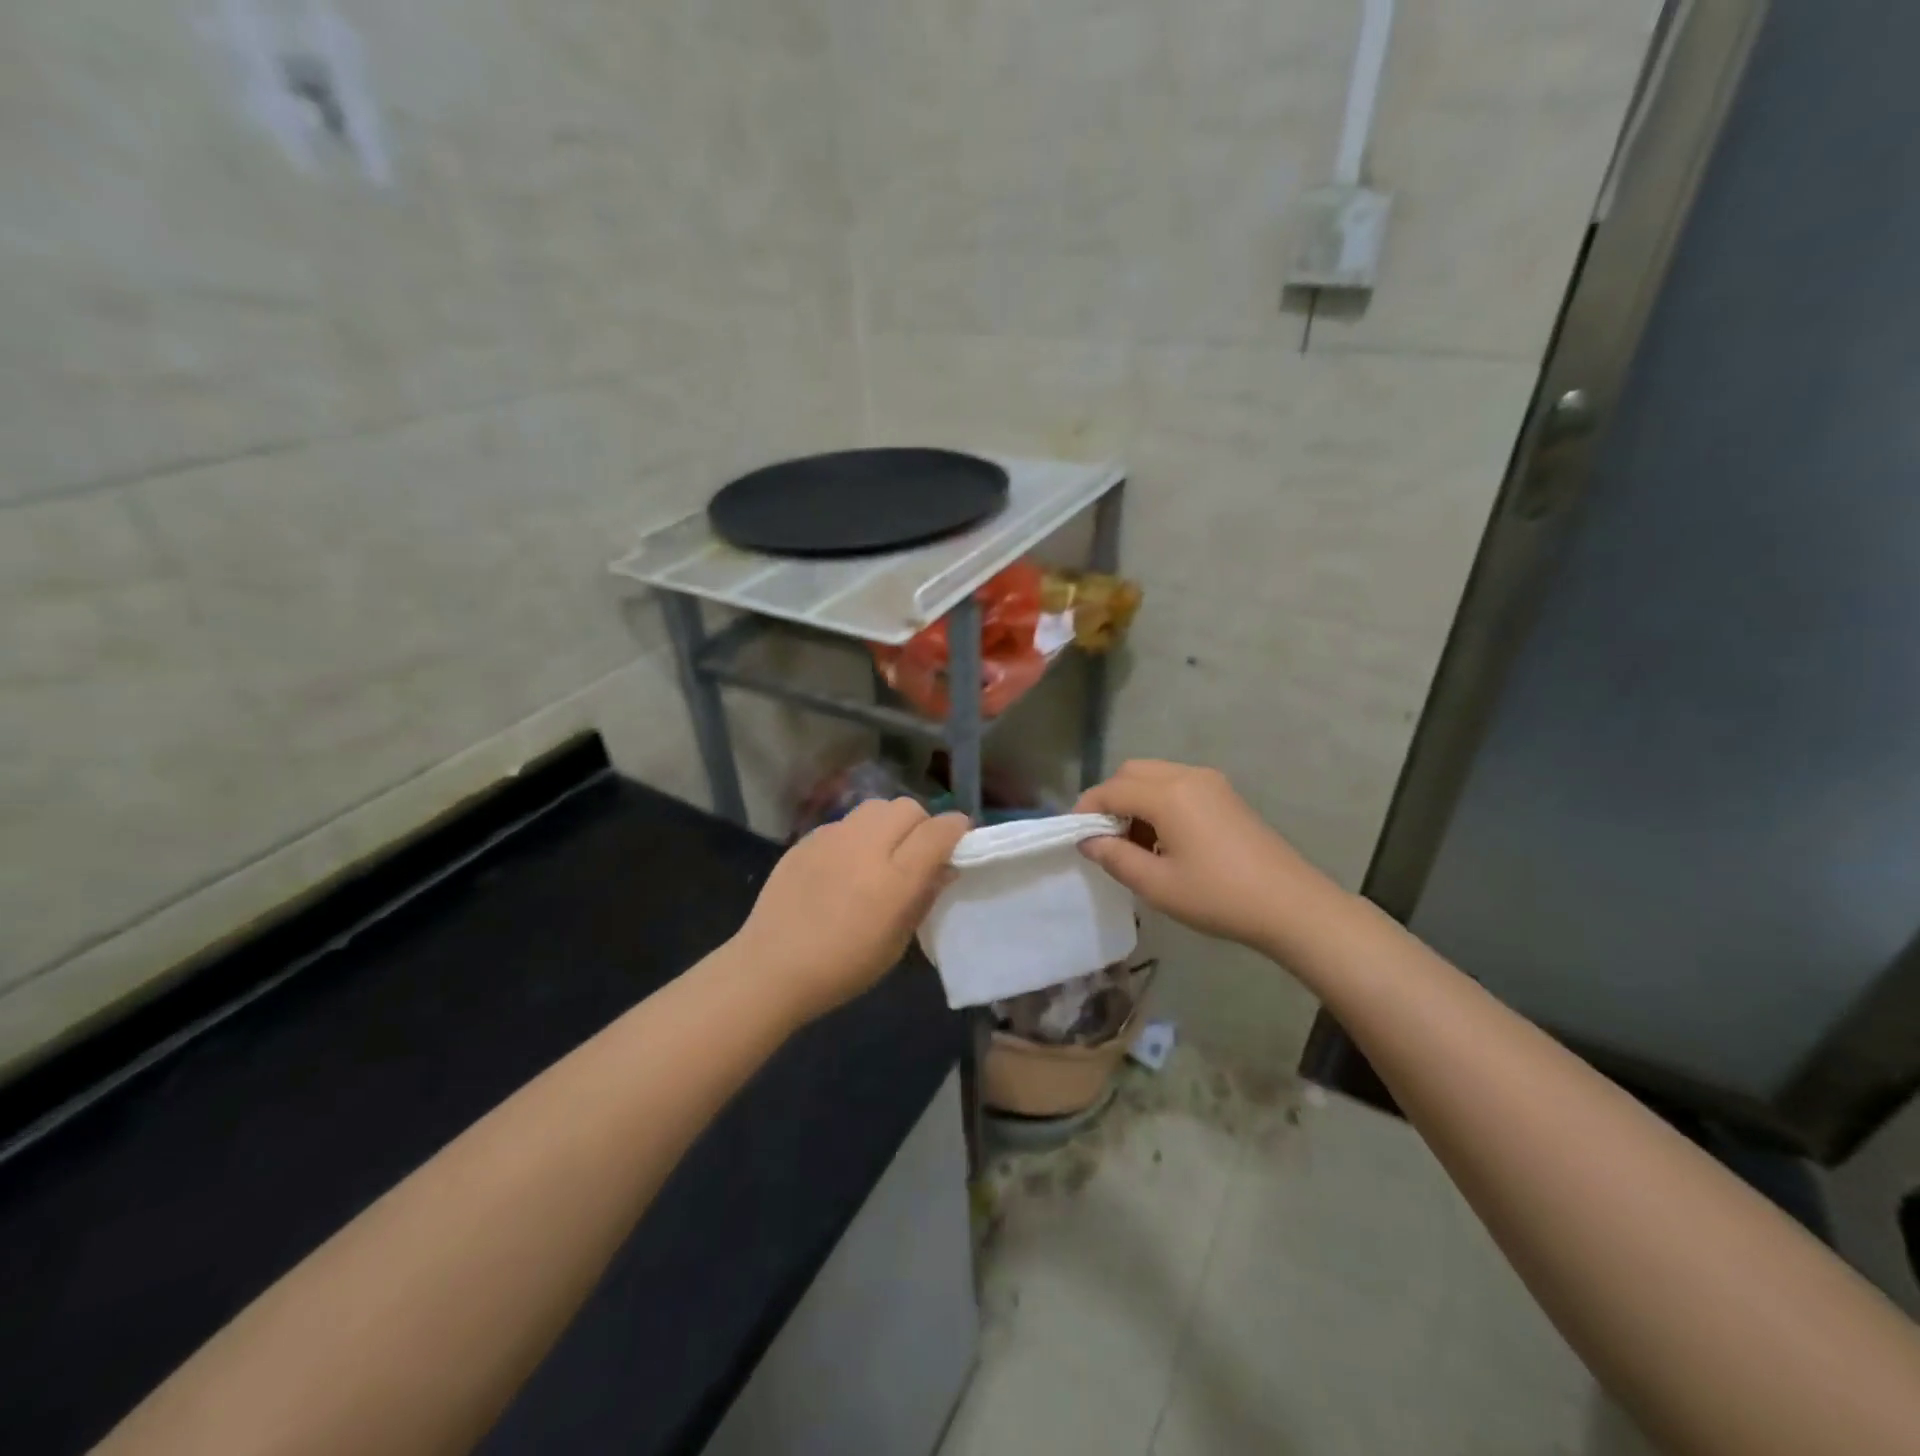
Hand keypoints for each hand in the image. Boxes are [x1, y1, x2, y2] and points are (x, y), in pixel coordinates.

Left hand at [732, 798, 969, 1022]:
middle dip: (921, 824)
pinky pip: (845, 822)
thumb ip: (924, 897)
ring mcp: (833, 837)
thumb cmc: (842, 967)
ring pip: (876, 806)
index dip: (956, 831)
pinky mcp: (808, 838)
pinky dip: (857, 834)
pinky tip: (845, 864)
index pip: (940, 830)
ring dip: (889, 823)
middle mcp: (867, 846)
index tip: (958, 844)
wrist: (771, 968)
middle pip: (909, 808)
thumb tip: (944, 868)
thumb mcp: (896, 943)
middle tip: (916, 853)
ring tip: (881, 852)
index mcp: (895, 878)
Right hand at [1075, 760, 1335, 951]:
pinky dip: (1159, 802)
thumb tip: (1088, 841)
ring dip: (1135, 800)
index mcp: (1168, 794)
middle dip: (1110, 800)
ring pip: (1154, 776)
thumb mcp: (1156, 884)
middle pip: (1131, 772)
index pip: (1110, 790)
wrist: (1291, 905)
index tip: (1075, 837)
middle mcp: (1187, 776)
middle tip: (1105, 839)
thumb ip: (1114, 857)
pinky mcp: (1225, 794)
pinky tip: (1165, 840)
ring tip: (1135, 844)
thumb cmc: (1218, 896)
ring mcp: (1210, 782)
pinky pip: (1177, 785)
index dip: (1086, 810)